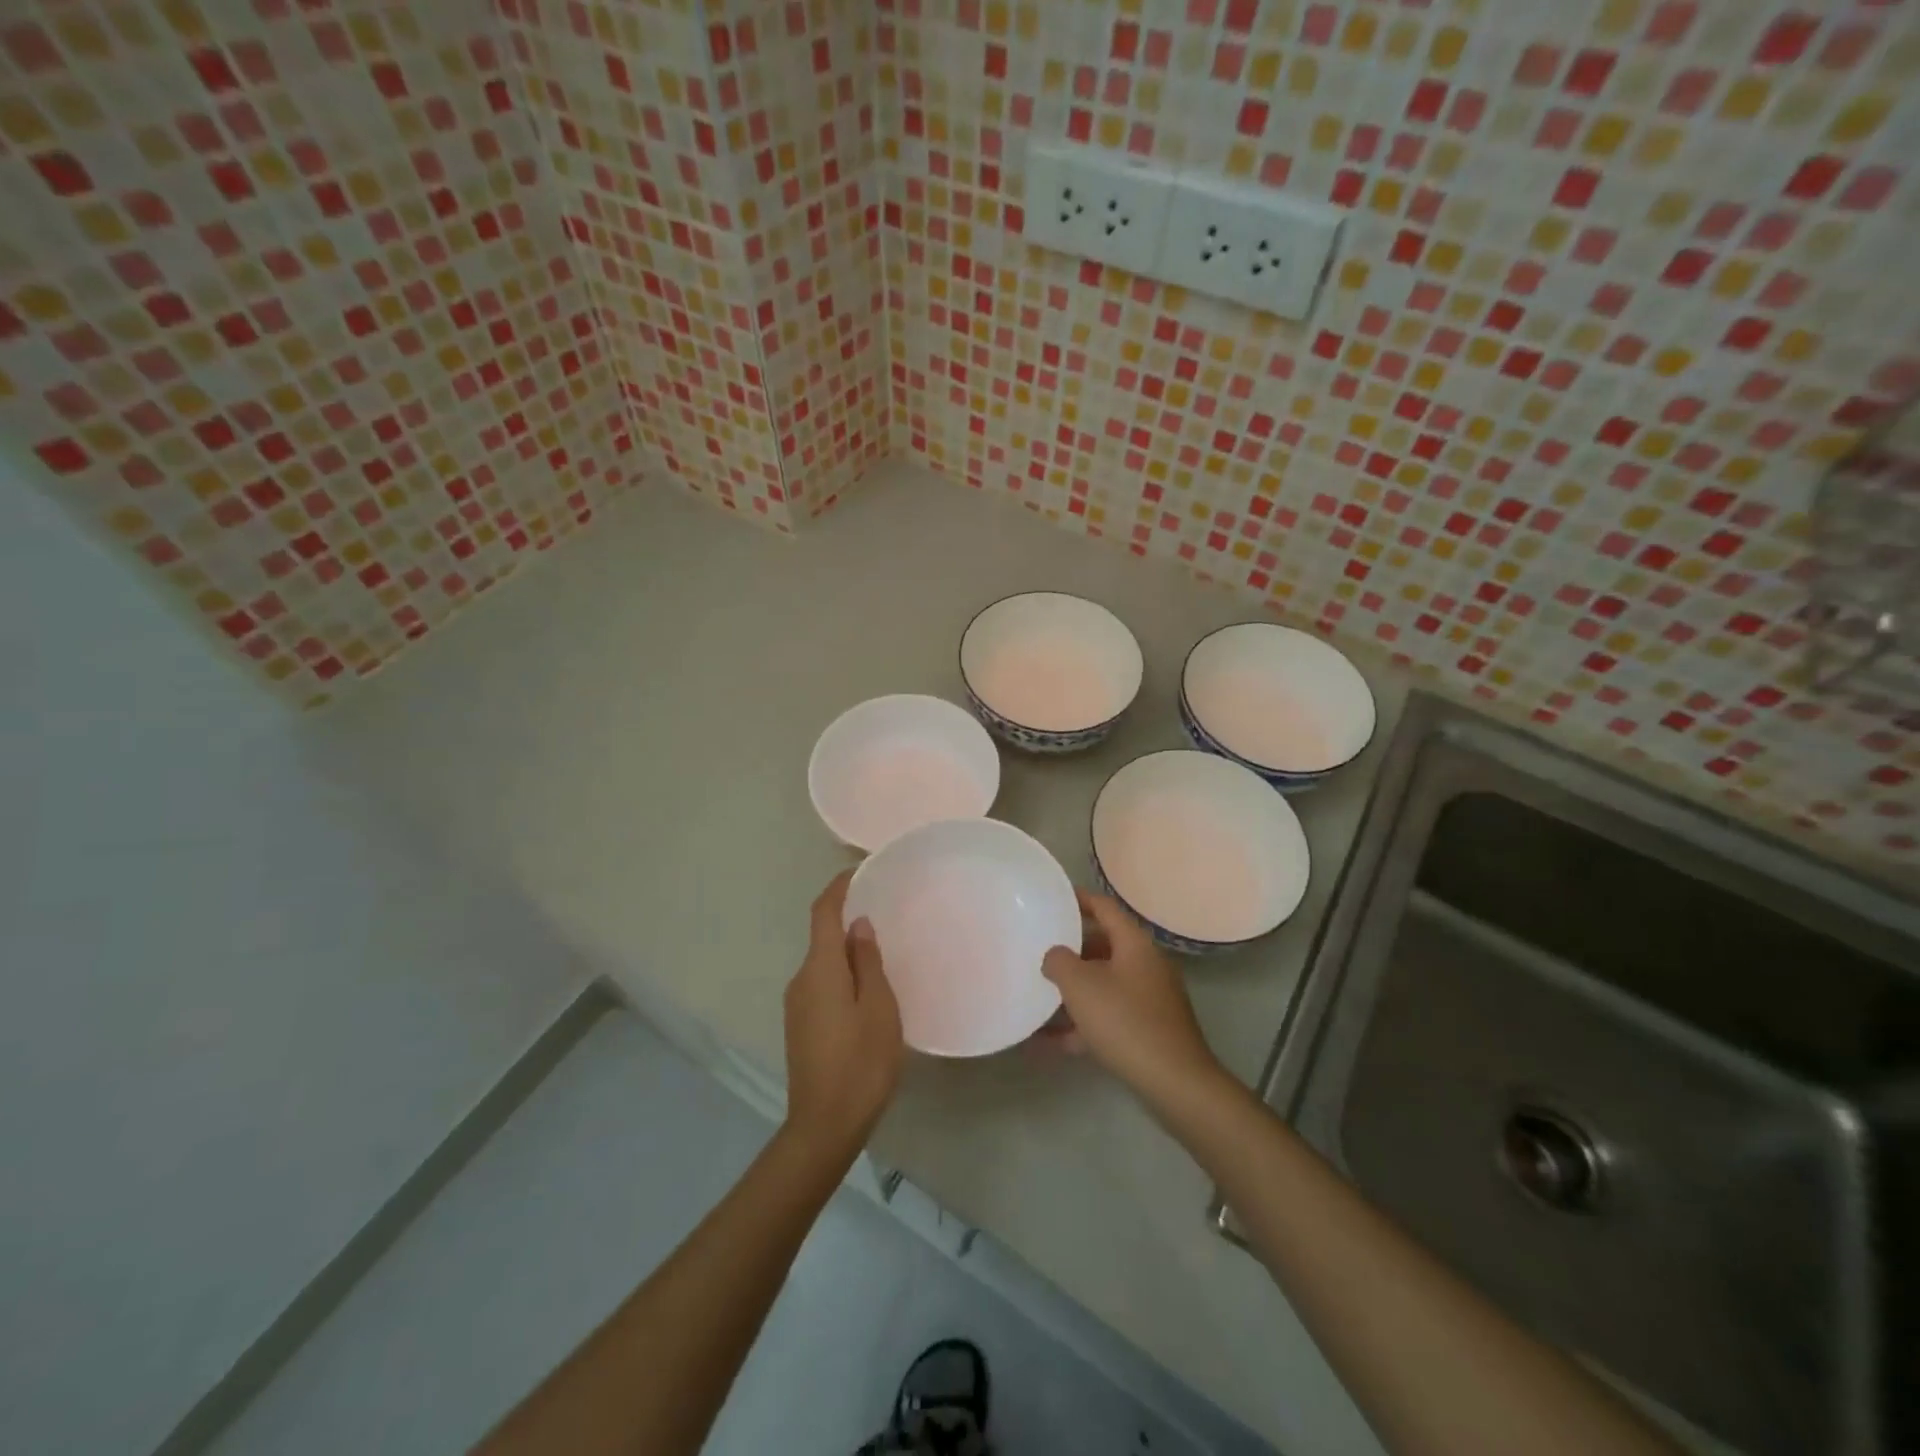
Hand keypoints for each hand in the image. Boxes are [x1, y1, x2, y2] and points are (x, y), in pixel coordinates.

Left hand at [781, 870, 903, 1161]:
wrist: (824, 1126)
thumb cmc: (861, 1062)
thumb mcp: (878, 1008)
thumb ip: (868, 962)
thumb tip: (858, 925)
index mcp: (820, 969)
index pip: (823, 913)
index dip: (838, 888)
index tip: (859, 871)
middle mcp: (801, 980)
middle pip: (822, 938)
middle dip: (848, 921)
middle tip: (886, 915)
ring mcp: (796, 1005)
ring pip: (823, 964)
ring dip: (846, 953)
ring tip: (883, 955)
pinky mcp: (800, 1026)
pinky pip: (821, 985)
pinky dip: (841, 976)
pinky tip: (866, 992)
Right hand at [1042, 890, 1223, 1107]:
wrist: (1174, 1082)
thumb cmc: (1125, 1021)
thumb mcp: (1081, 985)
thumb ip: (1059, 961)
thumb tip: (1055, 956)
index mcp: (1134, 944)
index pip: (1104, 907)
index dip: (1078, 899)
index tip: (1053, 897)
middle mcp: (1145, 964)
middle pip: (1103, 945)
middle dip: (1070, 949)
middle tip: (1040, 949)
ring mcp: (1149, 998)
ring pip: (1104, 984)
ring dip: (1073, 991)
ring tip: (1038, 995)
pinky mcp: (1148, 1029)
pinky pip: (1108, 1016)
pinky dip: (1082, 1024)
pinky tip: (1049, 1042)